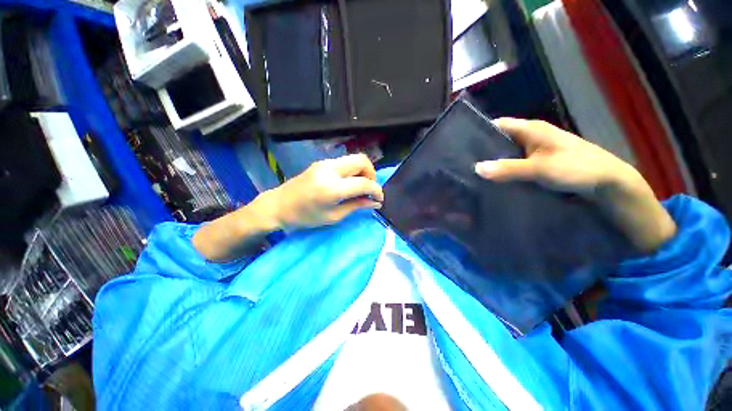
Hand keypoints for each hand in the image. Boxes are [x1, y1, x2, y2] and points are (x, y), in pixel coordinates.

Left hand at [263, 154, 383, 230]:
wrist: (278, 205)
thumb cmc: (305, 217)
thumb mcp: (333, 216)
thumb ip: (356, 206)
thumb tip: (375, 202)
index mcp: (332, 188)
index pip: (364, 183)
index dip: (376, 191)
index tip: (379, 199)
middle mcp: (330, 169)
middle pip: (362, 160)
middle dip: (372, 174)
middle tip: (369, 190)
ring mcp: (325, 163)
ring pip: (354, 158)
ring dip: (363, 171)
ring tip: (360, 187)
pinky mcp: (322, 162)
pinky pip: (345, 162)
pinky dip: (353, 170)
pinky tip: (349, 183)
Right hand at [475, 118, 637, 195]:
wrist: (608, 183)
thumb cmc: (577, 168)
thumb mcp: (540, 168)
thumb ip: (508, 169)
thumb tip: (476, 168)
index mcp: (531, 129)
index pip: (498, 124)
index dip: (479, 132)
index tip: (461, 145)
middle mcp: (531, 136)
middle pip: (500, 139)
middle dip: (483, 150)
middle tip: (463, 163)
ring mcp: (535, 150)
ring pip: (507, 153)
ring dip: (494, 161)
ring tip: (473, 172)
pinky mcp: (539, 162)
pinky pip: (515, 163)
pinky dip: (504, 169)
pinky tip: (494, 179)